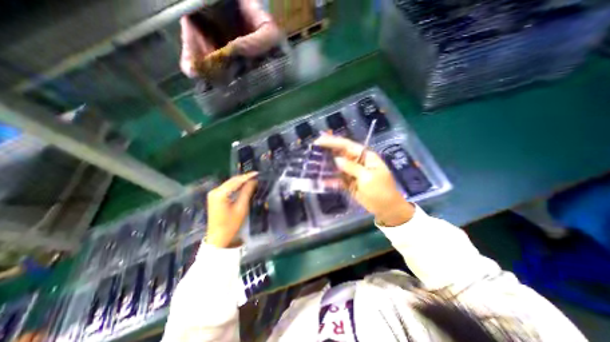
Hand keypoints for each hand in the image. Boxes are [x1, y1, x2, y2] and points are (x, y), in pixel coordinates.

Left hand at [207, 172, 256, 246]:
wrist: (218, 238)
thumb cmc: (231, 224)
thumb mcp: (241, 208)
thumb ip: (247, 192)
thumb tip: (253, 181)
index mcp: (220, 193)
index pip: (236, 181)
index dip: (247, 176)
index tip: (257, 173)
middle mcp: (215, 191)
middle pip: (232, 181)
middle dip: (244, 178)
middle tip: (256, 176)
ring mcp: (213, 194)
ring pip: (229, 184)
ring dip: (241, 182)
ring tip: (253, 180)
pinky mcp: (214, 197)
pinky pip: (227, 188)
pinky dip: (236, 186)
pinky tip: (244, 186)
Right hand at [315, 133, 414, 226]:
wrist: (387, 209)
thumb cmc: (381, 191)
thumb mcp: (368, 177)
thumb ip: (352, 167)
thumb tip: (336, 160)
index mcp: (365, 156)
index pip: (348, 145)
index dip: (333, 142)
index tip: (320, 141)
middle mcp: (358, 162)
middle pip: (341, 154)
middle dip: (328, 151)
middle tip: (313, 149)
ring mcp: (353, 173)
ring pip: (337, 166)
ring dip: (327, 165)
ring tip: (313, 163)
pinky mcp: (349, 182)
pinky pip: (338, 179)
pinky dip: (330, 180)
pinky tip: (321, 180)